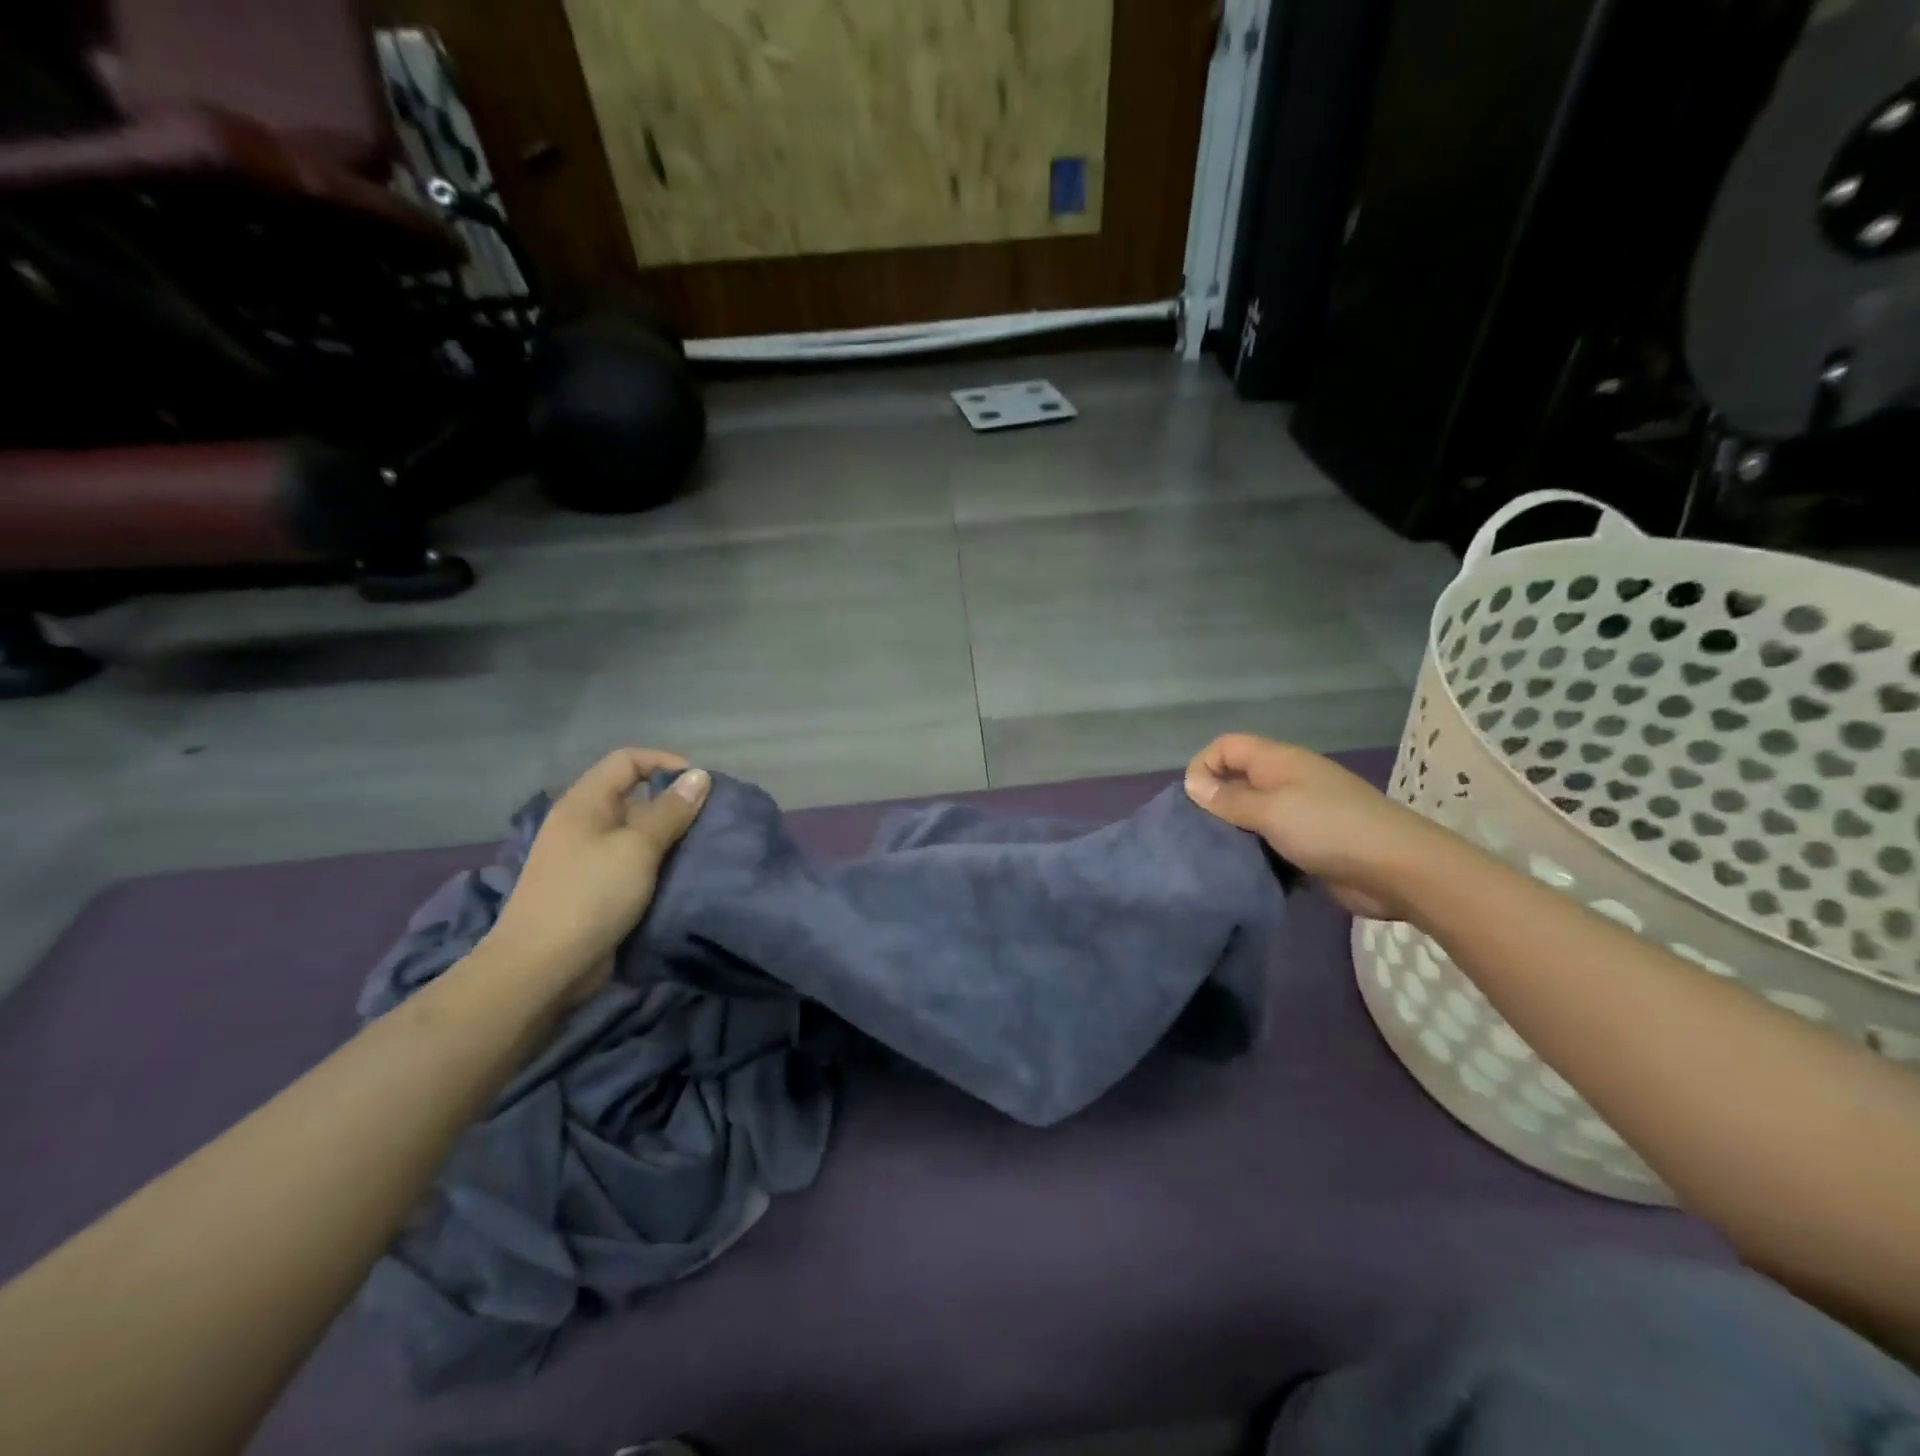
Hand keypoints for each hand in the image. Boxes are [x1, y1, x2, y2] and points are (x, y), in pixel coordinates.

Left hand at [483, 748, 710, 1001]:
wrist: (542, 968)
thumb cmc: (590, 895)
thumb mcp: (638, 847)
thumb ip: (671, 811)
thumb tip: (700, 776)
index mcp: (585, 803)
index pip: (627, 760)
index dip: (665, 762)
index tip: (701, 784)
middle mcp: (583, 824)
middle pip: (633, 796)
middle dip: (673, 803)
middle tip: (709, 819)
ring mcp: (586, 858)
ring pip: (636, 833)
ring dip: (669, 837)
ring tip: (703, 847)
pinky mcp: (594, 889)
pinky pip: (632, 864)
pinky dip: (657, 865)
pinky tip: (682, 876)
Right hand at [1184, 734, 1444, 919]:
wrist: (1399, 869)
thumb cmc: (1329, 829)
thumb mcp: (1270, 810)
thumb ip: (1229, 798)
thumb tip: (1191, 784)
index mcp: (1278, 761)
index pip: (1226, 746)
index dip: (1203, 765)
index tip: (1192, 801)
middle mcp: (1287, 780)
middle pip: (1237, 779)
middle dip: (1215, 802)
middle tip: (1200, 832)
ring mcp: (1301, 811)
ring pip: (1252, 813)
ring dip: (1235, 831)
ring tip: (1218, 854)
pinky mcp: (1310, 842)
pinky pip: (1270, 840)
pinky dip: (1256, 851)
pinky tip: (1246, 870)